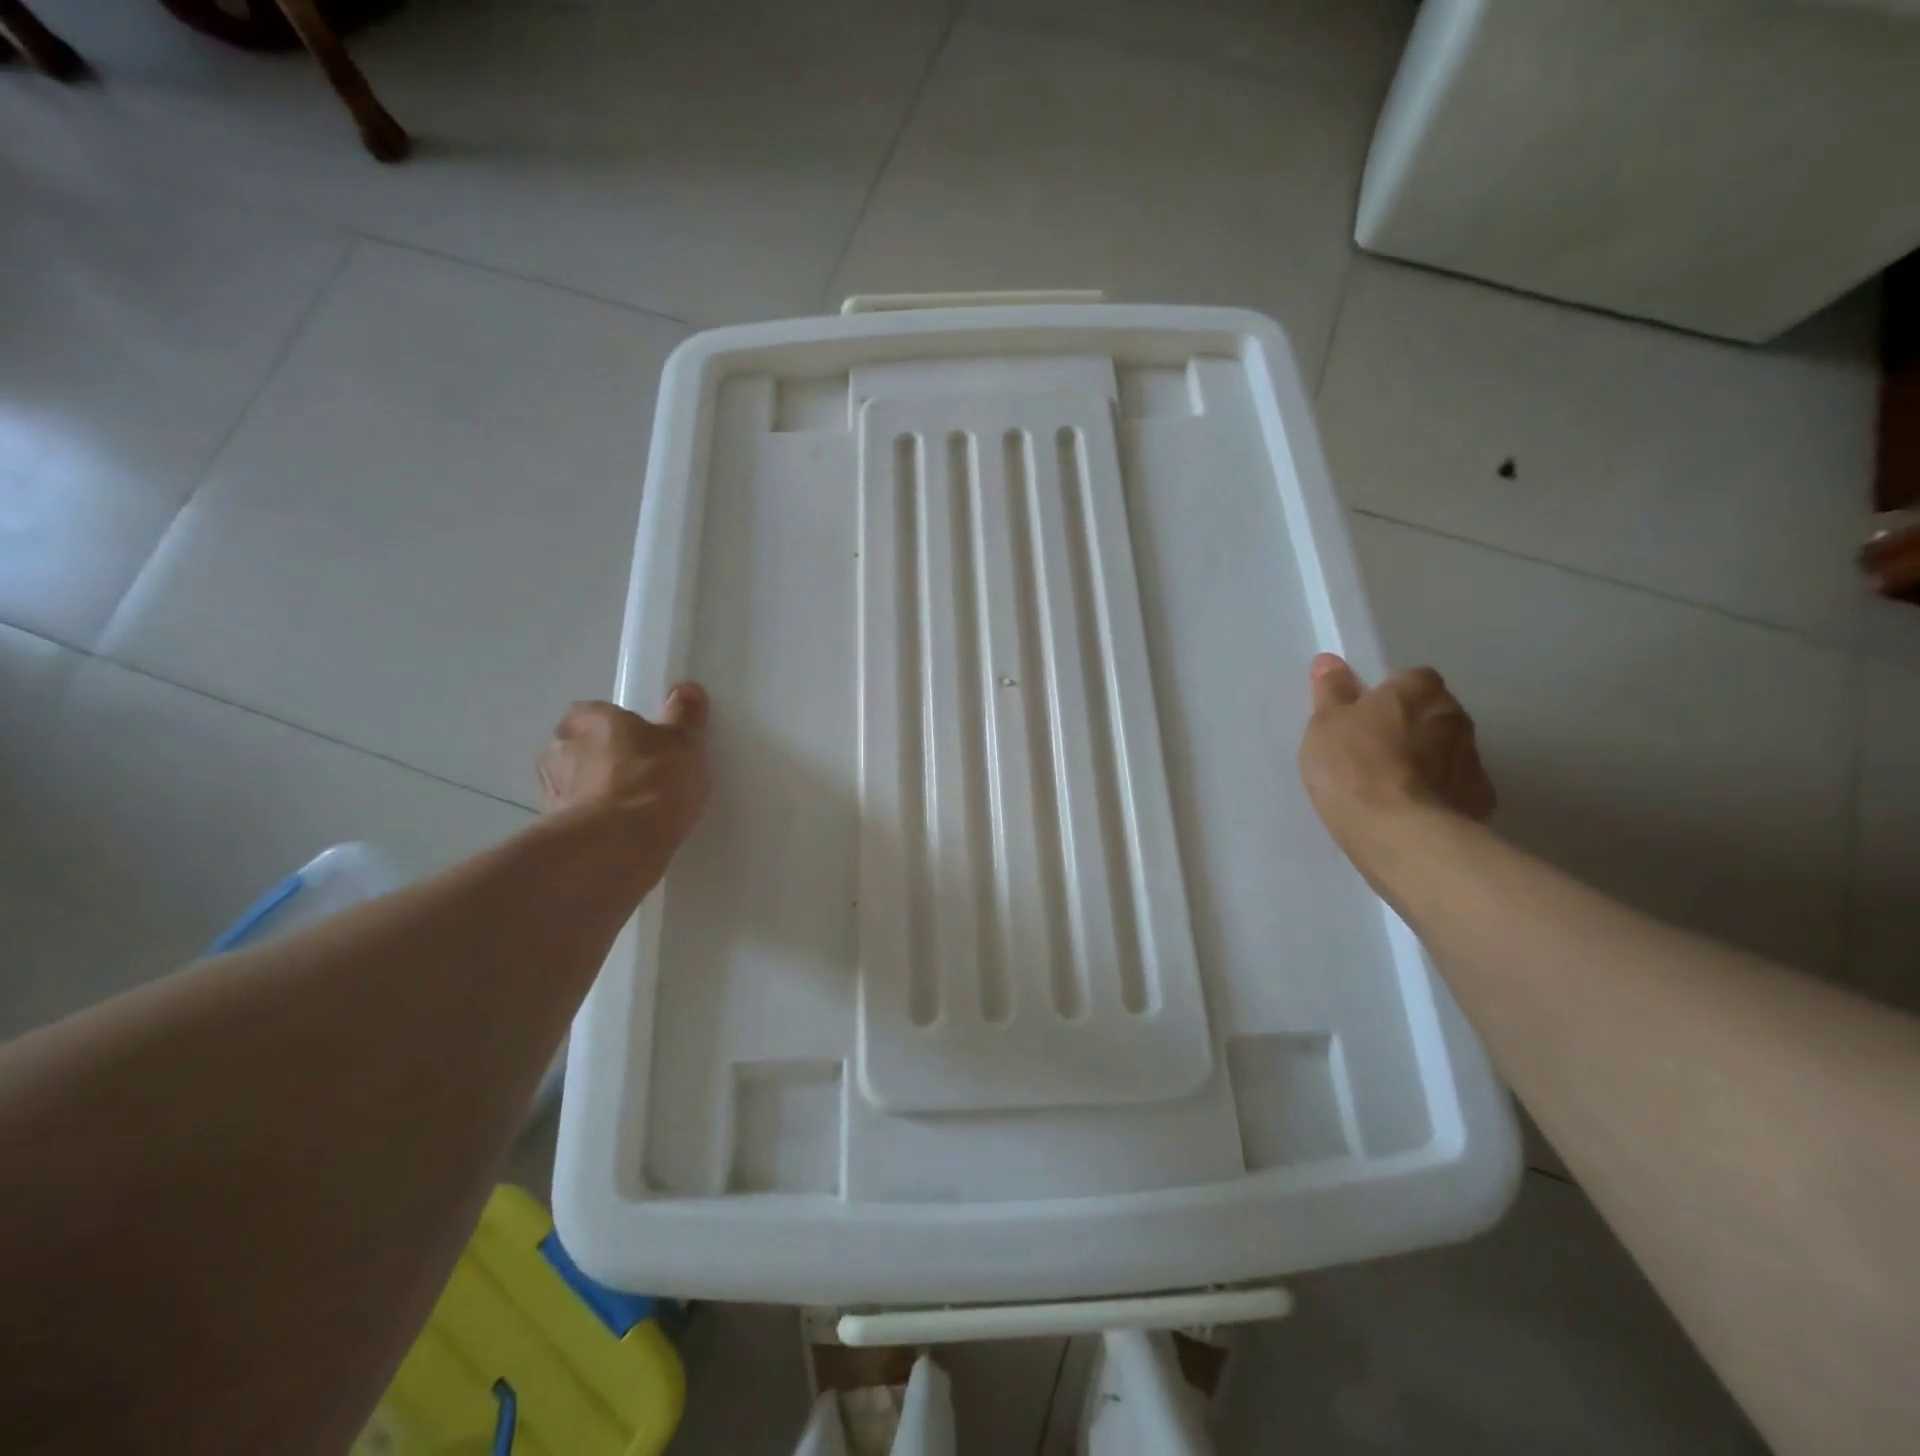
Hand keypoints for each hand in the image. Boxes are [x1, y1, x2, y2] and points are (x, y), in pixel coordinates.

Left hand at [537, 686, 711, 856]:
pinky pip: (580, 817)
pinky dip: (596, 822)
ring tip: (637, 811)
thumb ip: (684, 715)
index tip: (650, 746)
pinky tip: (624, 834)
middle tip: (647, 777)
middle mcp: (557, 748)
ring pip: (579, 784)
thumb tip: (688, 690)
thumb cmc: (652, 780)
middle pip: (586, 748)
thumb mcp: (683, 742)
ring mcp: (550, 791)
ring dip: (599, 793)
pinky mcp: (552, 829)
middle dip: (608, 760)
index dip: (624, 729)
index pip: (600, 714)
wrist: (619, 844)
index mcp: (585, 718)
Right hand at [1297, 654, 1494, 855]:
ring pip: (1447, 751)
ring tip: (1390, 786)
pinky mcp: (1479, 799)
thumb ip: (1331, 691)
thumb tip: (1330, 661)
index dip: (1388, 696)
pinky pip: (1455, 787)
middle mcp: (1454, 717)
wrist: (1398, 832)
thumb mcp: (1325, 724)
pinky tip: (1411, 810)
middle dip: (1411, 726)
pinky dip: (1438, 793)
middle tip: (1373, 750)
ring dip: (1426, 760)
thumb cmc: (1353, 766)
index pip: (1411, 679)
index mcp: (1419, 691)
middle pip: (1432, 713)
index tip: (1364, 716)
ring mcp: (1473, 759)